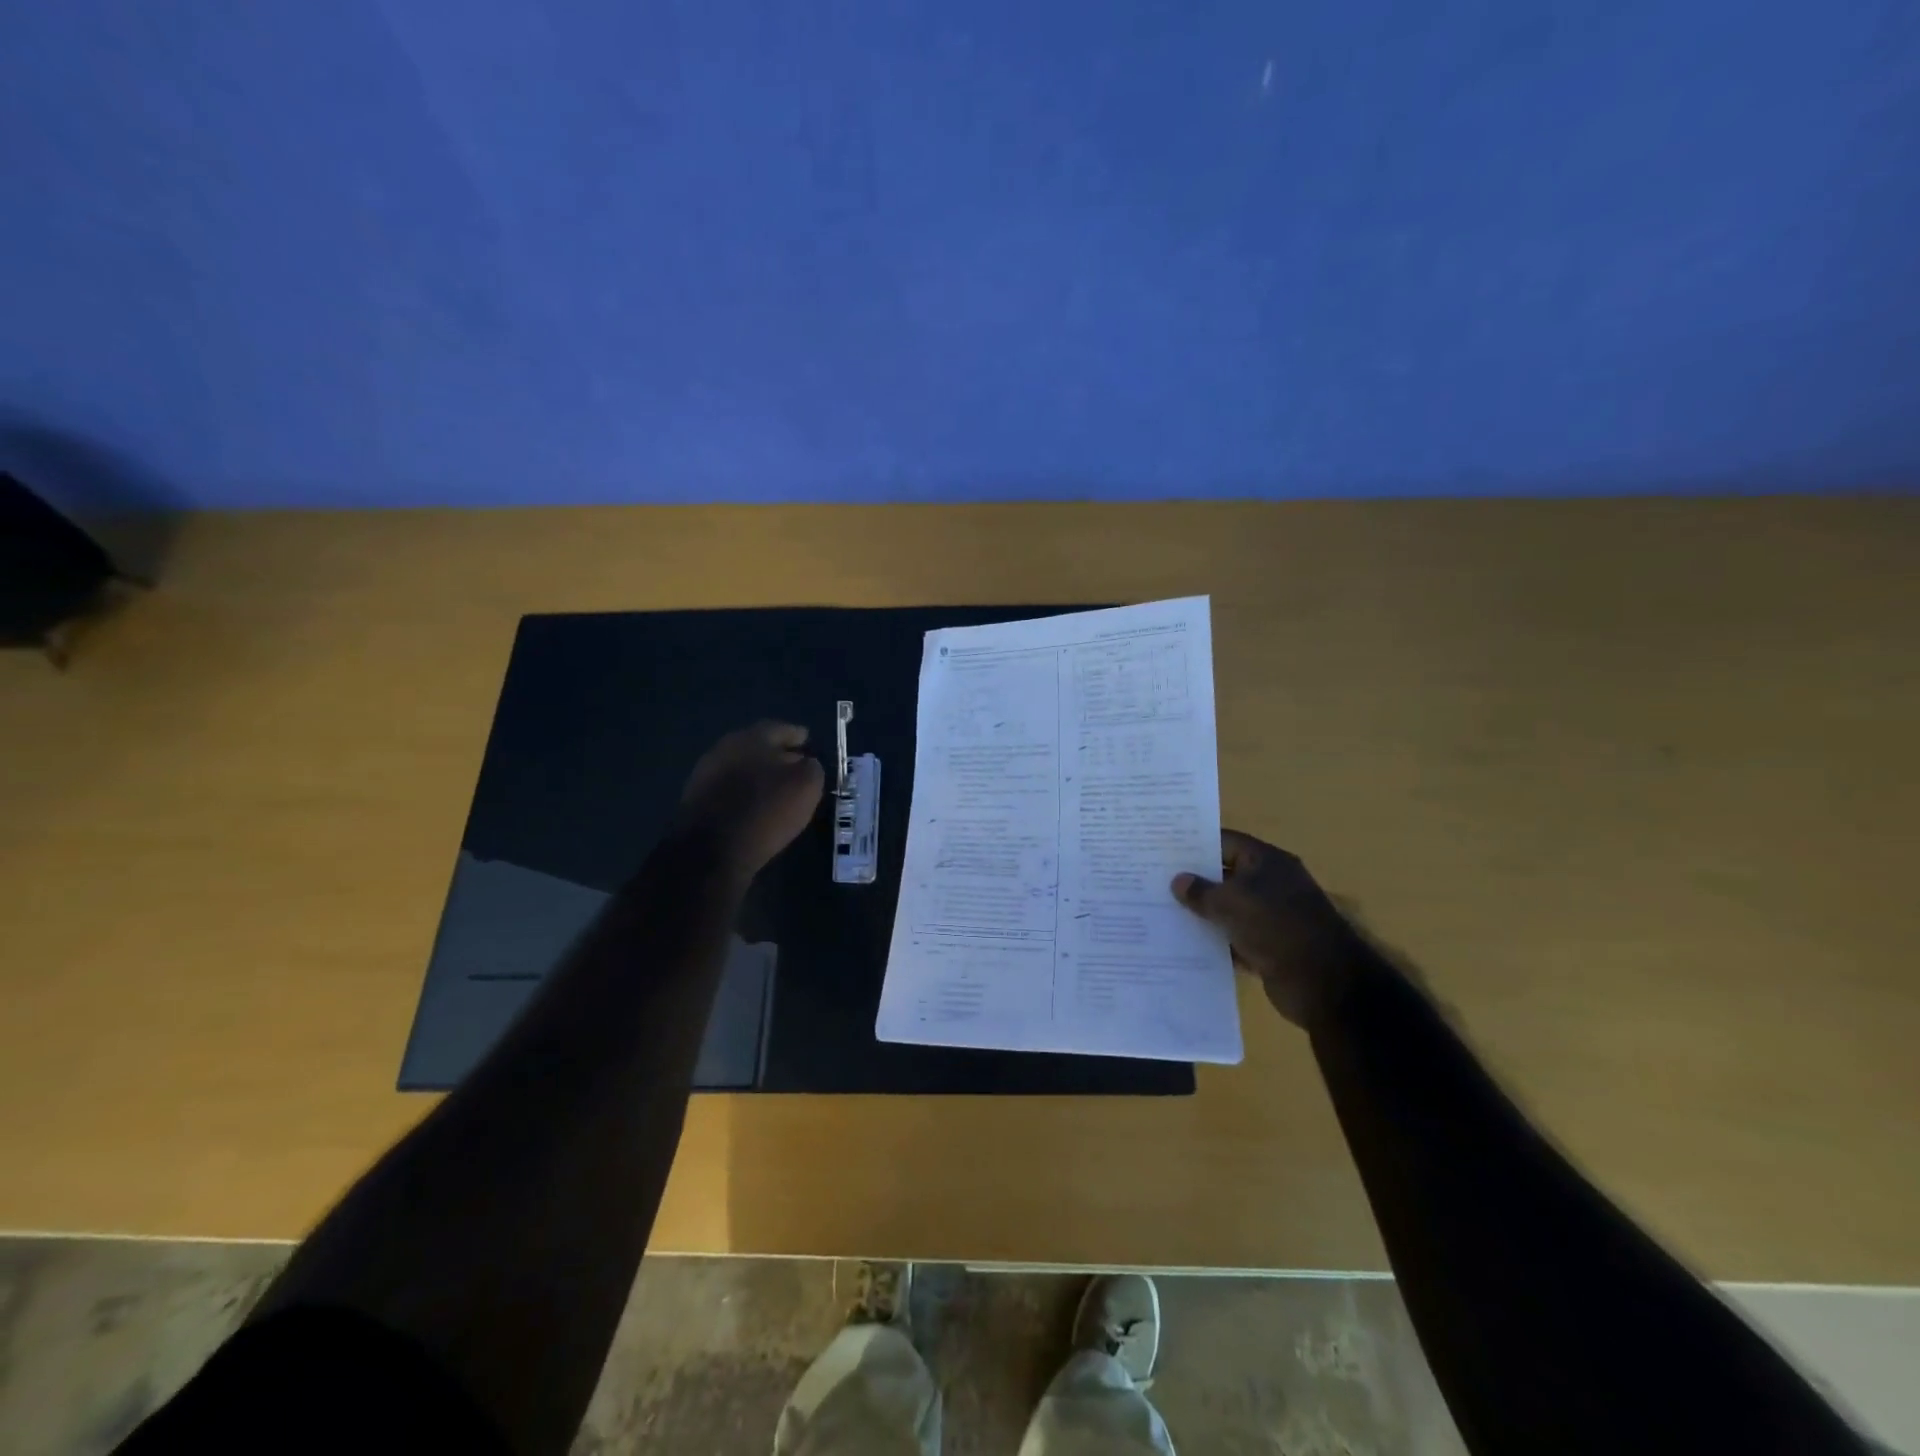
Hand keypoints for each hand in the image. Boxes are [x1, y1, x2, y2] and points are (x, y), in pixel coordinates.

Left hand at [677, 722, 825, 876]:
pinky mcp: (696, 800)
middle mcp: (725, 748)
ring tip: (778, 788)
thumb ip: (811, 767)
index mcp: (751, 737)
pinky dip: (744, 792)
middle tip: (795, 765)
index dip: (796, 735)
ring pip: (742, 767)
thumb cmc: (765, 810)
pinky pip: (729, 788)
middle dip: (777, 754)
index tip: (807, 741)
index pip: (780, 729)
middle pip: (757, 746)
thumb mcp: (806, 786)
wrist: (710, 851)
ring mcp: (706, 774)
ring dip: (759, 774)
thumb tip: (806, 763)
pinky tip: (756, 805)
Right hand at [1171, 830, 1362, 1028]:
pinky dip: (1215, 942)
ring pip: (1228, 910)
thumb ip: (1201, 891)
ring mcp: (1272, 918)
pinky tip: (1184, 943)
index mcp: (1267, 862)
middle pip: (1226, 876)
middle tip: (1156, 879)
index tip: (1164, 848)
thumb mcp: (1231, 903)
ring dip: (1202, 913)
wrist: (1324, 984)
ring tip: (1162, 910)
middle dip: (1195, 880)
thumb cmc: (1276, 927)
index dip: (1196, 844)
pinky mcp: (1269, 948)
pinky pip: (1234, 939)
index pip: (1226, 842)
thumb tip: (1178, 881)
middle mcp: (1271, 885)